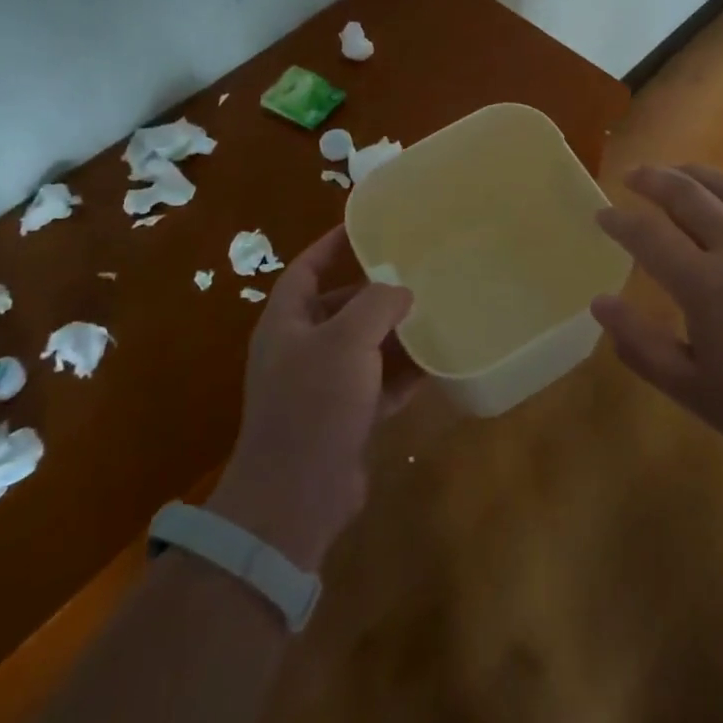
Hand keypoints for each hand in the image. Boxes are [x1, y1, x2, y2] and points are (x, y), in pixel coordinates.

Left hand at [206, 225, 416, 571]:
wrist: (297, 496)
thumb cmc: (313, 403)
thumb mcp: (347, 340)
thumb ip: (376, 304)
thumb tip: (401, 291)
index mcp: (287, 322)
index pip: (307, 268)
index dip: (332, 245)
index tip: (365, 226)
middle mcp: (300, 350)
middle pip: (340, 308)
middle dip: (374, 293)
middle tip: (416, 273)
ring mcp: (322, 387)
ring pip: (363, 348)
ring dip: (394, 333)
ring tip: (434, 312)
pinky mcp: (344, 419)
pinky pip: (378, 385)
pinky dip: (402, 374)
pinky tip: (436, 363)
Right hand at [593, 165, 722, 475]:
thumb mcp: (696, 391)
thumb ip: (643, 345)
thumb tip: (600, 302)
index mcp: (704, 284)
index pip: (648, 236)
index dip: (620, 221)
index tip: (601, 214)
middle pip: (688, 196)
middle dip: (654, 180)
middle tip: (633, 174)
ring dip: (698, 174)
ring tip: (678, 170)